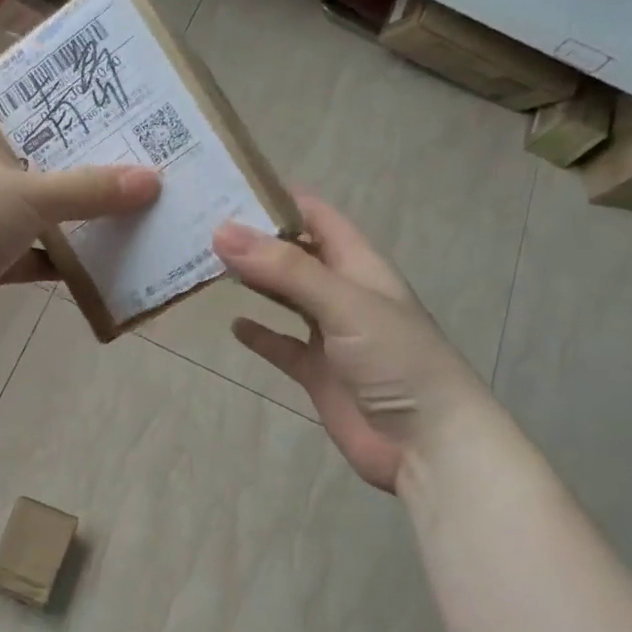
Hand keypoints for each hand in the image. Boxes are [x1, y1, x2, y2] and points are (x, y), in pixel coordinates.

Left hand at [0, 67, 158, 347]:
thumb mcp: (30, 195)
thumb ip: (89, 190)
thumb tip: (151, 180)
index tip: (24, 80)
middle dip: (45, 146)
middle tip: (99, 140)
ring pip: (14, 204)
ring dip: (55, 207)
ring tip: (109, 197)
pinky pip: (20, 255)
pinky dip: (50, 258)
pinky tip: (93, 261)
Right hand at [212, 195, 484, 491]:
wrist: (428, 445)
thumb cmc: (397, 361)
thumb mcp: (343, 304)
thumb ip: (285, 270)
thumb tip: (221, 231)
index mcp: (360, 266)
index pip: (318, 217)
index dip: (279, 199)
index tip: (228, 186)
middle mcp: (344, 294)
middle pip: (296, 255)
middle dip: (257, 240)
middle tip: (203, 225)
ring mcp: (331, 336)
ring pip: (285, 298)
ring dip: (255, 282)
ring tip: (208, 265)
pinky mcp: (318, 373)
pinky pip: (283, 347)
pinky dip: (260, 335)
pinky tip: (234, 325)